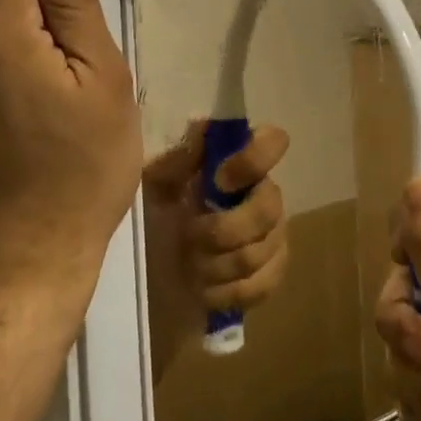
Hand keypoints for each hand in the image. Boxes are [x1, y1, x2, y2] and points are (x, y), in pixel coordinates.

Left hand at [142, 121, 290, 372]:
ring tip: (191, 266)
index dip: (254, 159)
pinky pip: (265, 283)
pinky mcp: (269, 276)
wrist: (147, 275)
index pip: (274, 141)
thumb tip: (204, 129)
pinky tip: (206, 289)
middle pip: (271, 206)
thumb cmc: (151, 219)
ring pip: (264, 250)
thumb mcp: (153, 185)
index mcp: (237, 164)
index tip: (219, 180)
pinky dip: (230, 291)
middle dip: (225, 230)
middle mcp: (262, 194)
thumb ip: (179, 159)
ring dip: (219, 264)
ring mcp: (271, 236)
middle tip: (190, 237)